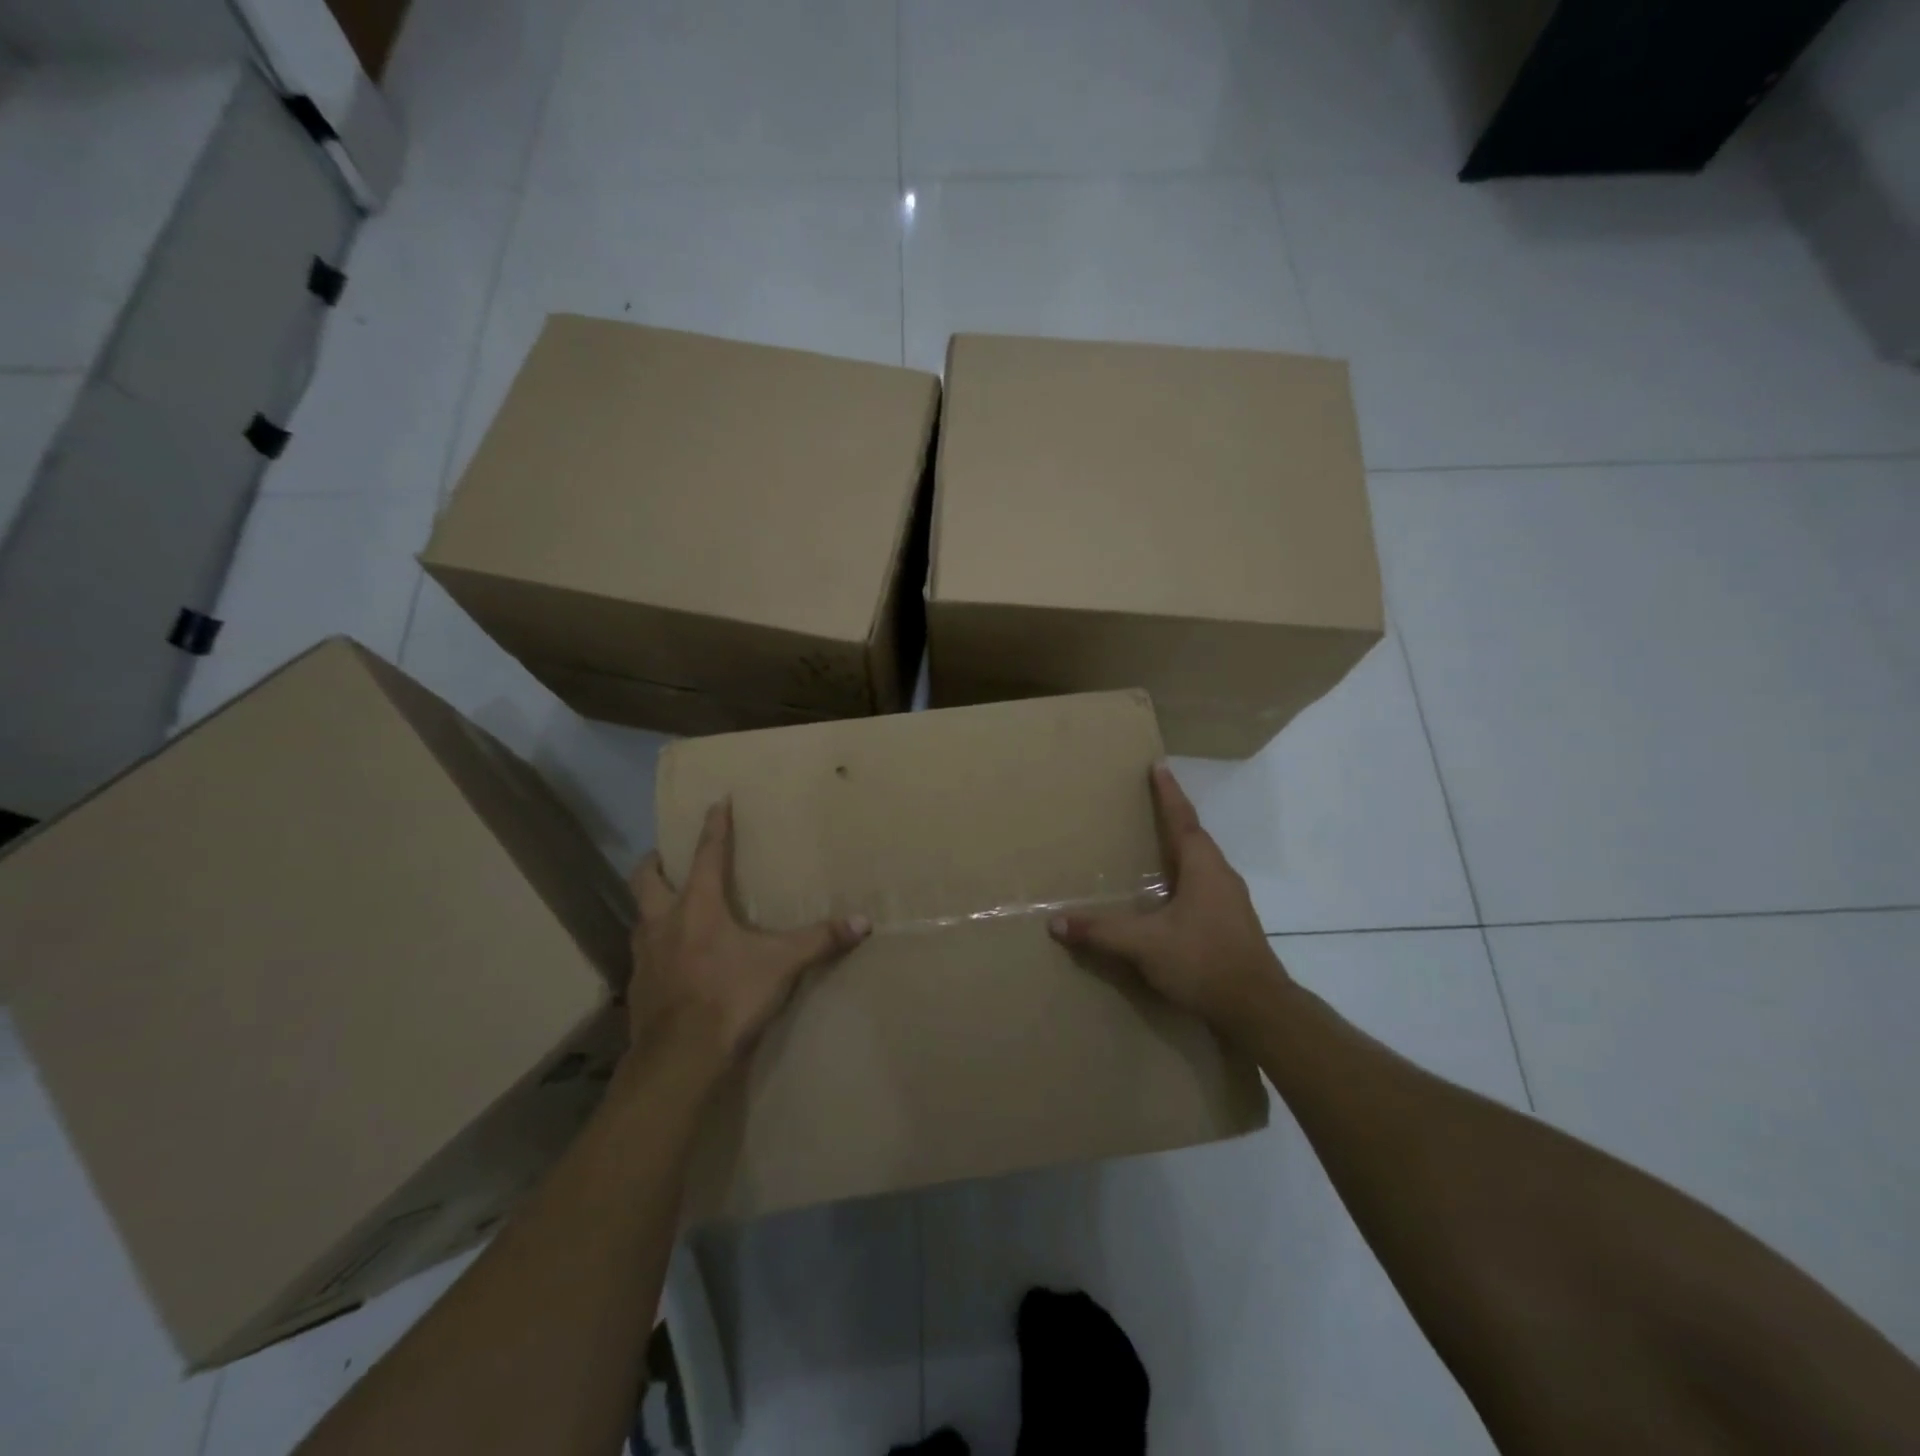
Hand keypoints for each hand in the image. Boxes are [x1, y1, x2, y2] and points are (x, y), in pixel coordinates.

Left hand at [630, 800, 870, 1063]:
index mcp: (698, 906)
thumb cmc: (729, 997)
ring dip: (651, 905)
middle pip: (646, 879)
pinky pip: (642, 954)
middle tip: (665, 856)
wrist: (678, 1058)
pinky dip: (654, 946)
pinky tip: (671, 959)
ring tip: (668, 906)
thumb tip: (864, 922)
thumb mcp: (782, 965)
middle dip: (654, 863)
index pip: (706, 854)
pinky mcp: (638, 986)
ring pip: (639, 916)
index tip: (716, 801)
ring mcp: (645, 955)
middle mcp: (664, 922)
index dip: (714, 826)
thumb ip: (821, 940)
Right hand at [1049, 763, 1288, 1028]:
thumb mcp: (1145, 945)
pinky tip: (1170, 898)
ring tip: (1156, 847)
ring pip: (1202, 864)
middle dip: (1173, 818)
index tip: (1159, 766)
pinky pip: (1204, 888)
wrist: (1259, 1009)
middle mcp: (1221, 876)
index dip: (1168, 793)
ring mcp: (1231, 902)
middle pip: (1195, 837)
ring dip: (1180, 850)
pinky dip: (1185, 879)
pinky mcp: (1232, 925)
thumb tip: (1055, 923)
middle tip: (1150, 803)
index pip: (1182, 820)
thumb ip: (1101, 932)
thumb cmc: (1203, 961)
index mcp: (1204, 867)